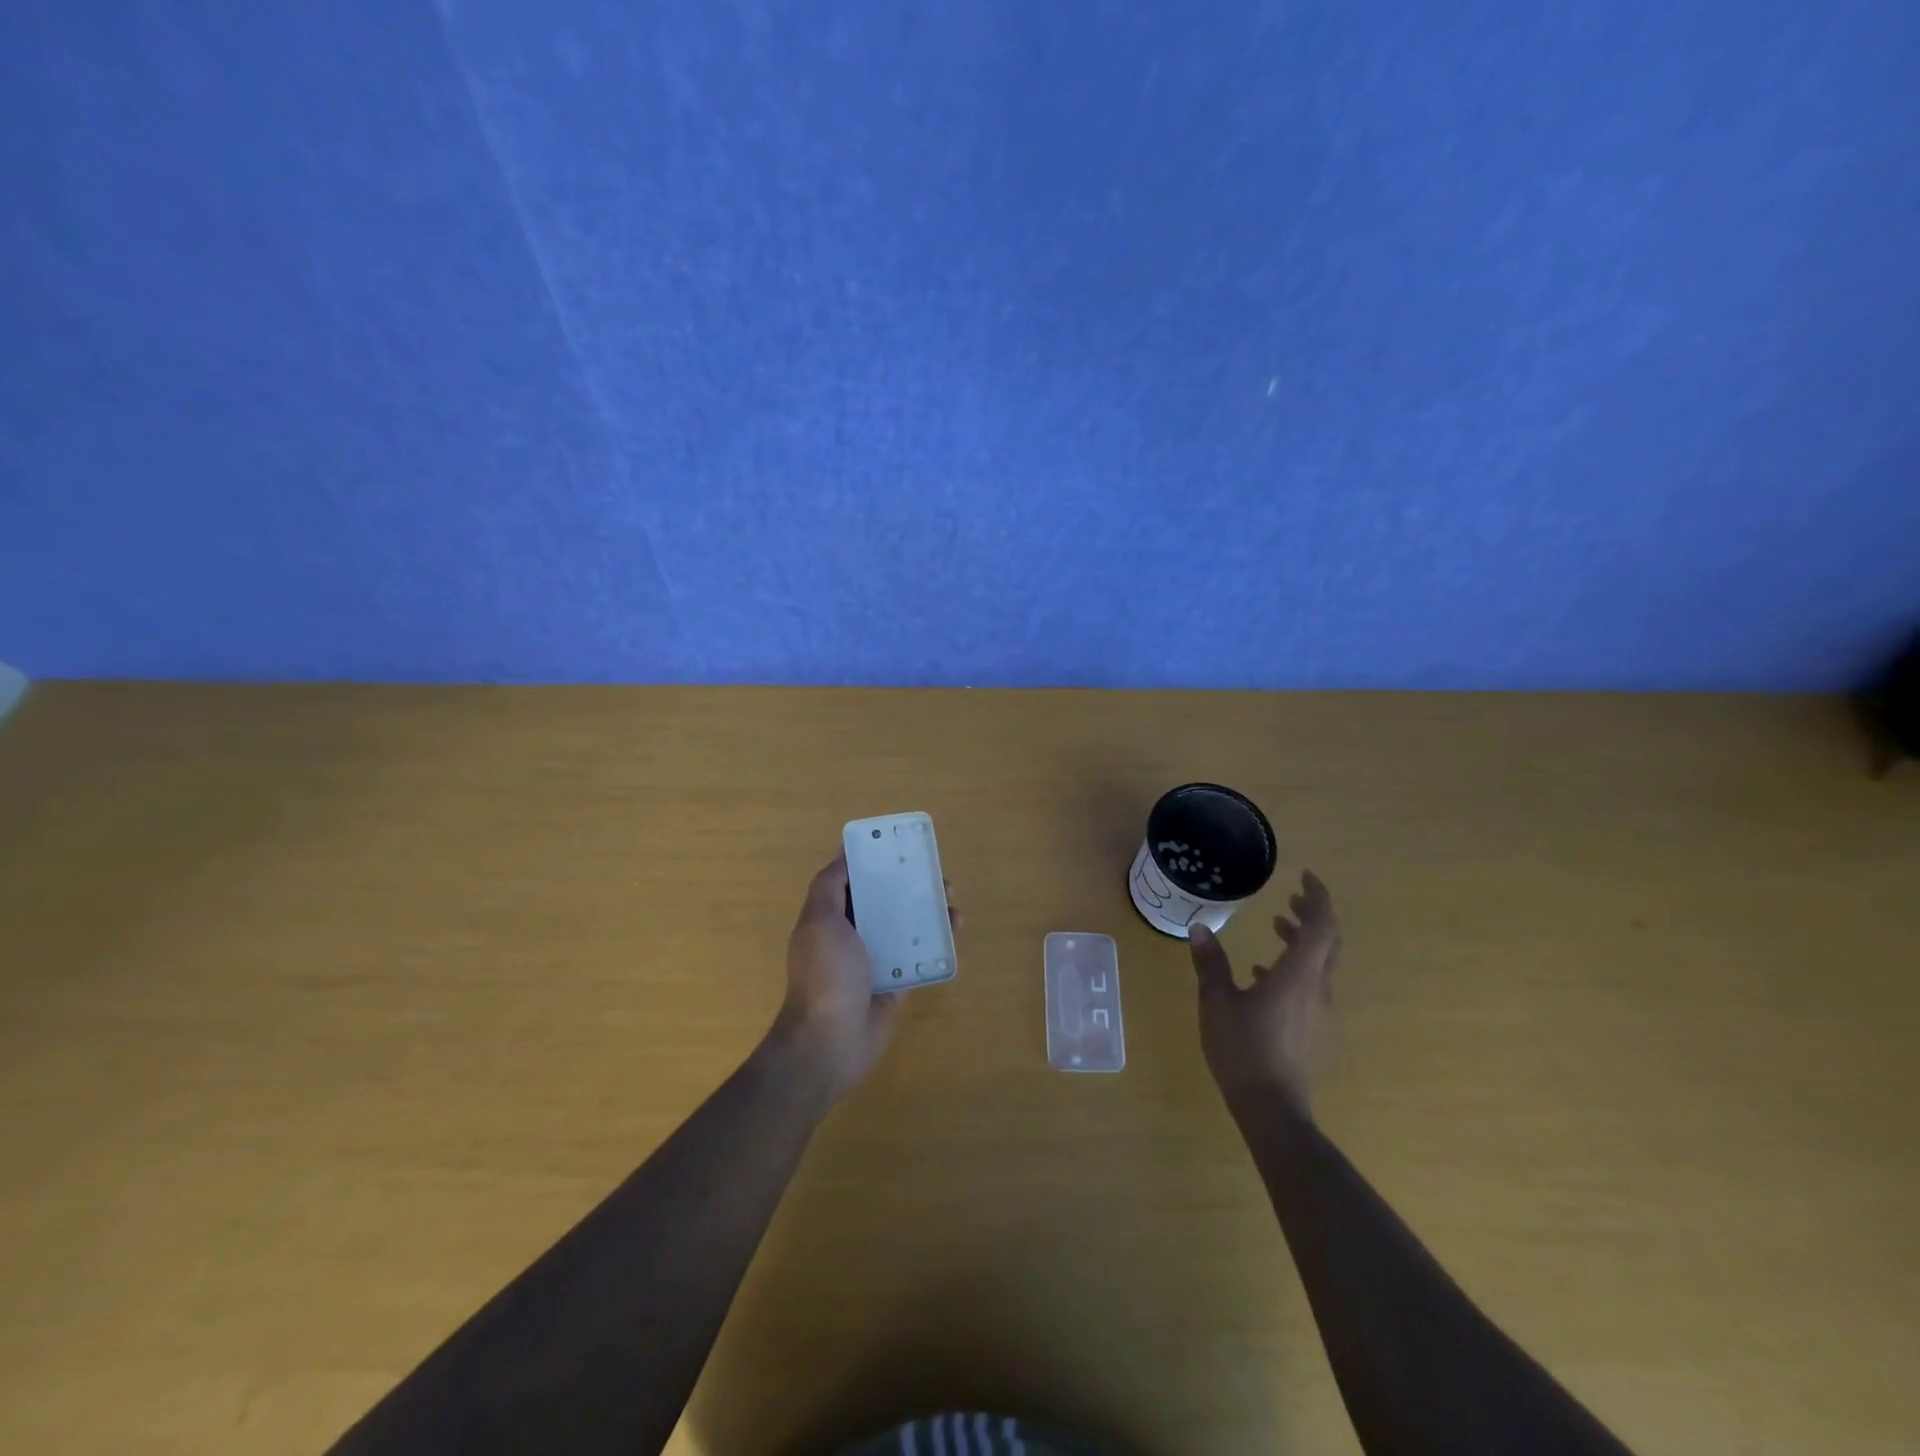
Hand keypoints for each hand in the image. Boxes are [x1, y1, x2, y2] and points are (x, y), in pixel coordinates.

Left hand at [767, 853, 958, 1105]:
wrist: (831, 1041)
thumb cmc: (825, 974)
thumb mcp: (819, 920)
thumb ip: (829, 886)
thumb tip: (844, 854)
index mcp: (829, 917)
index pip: (851, 881)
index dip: (872, 862)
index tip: (899, 846)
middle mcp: (851, 936)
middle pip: (882, 902)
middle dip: (907, 885)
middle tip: (935, 873)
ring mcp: (875, 961)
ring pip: (904, 926)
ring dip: (926, 910)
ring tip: (951, 899)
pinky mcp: (896, 983)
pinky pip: (919, 955)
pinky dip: (936, 941)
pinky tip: (955, 928)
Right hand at [1189, 870, 1340, 1114]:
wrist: (1273, 1109)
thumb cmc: (1243, 1049)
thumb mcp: (1217, 1001)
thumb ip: (1211, 963)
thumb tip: (1200, 928)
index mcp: (1297, 975)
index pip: (1321, 925)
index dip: (1318, 897)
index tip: (1305, 877)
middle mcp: (1317, 988)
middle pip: (1328, 942)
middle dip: (1312, 915)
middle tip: (1290, 899)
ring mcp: (1320, 1012)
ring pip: (1321, 964)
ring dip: (1303, 941)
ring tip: (1277, 928)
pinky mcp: (1315, 1031)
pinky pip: (1312, 987)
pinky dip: (1296, 968)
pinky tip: (1264, 976)